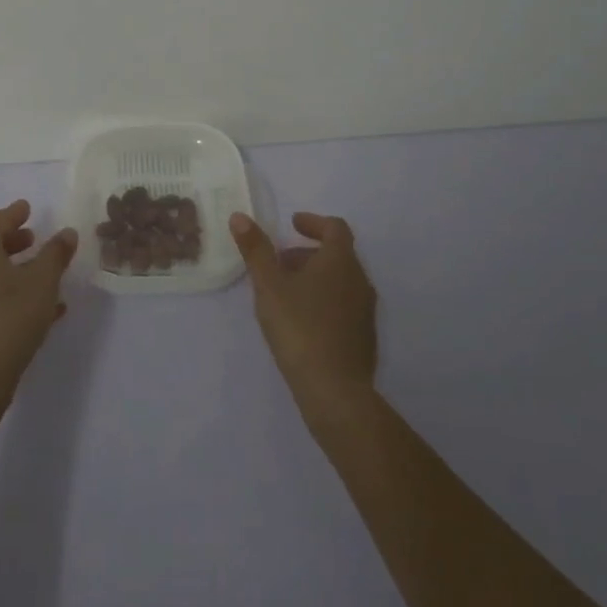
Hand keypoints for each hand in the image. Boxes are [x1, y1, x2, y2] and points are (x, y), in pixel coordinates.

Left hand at [0, 200, 77, 397]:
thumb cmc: (10, 318)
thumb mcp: (43, 282)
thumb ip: (56, 254)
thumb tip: (66, 233)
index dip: (15, 214)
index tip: (27, 207)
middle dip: (14, 242)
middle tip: (34, 238)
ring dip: (16, 271)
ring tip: (43, 276)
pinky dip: (11, 294)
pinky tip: (41, 310)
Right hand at [230, 210, 377, 420]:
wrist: (335, 390)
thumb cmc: (299, 328)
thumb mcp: (269, 286)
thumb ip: (256, 250)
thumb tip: (240, 217)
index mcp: (340, 261)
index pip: (334, 227)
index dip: (313, 222)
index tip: (292, 224)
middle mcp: (359, 280)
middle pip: (337, 254)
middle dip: (308, 252)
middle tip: (280, 261)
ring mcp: (365, 310)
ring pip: (341, 280)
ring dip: (316, 276)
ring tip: (286, 292)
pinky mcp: (364, 336)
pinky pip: (344, 304)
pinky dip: (324, 298)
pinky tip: (302, 320)